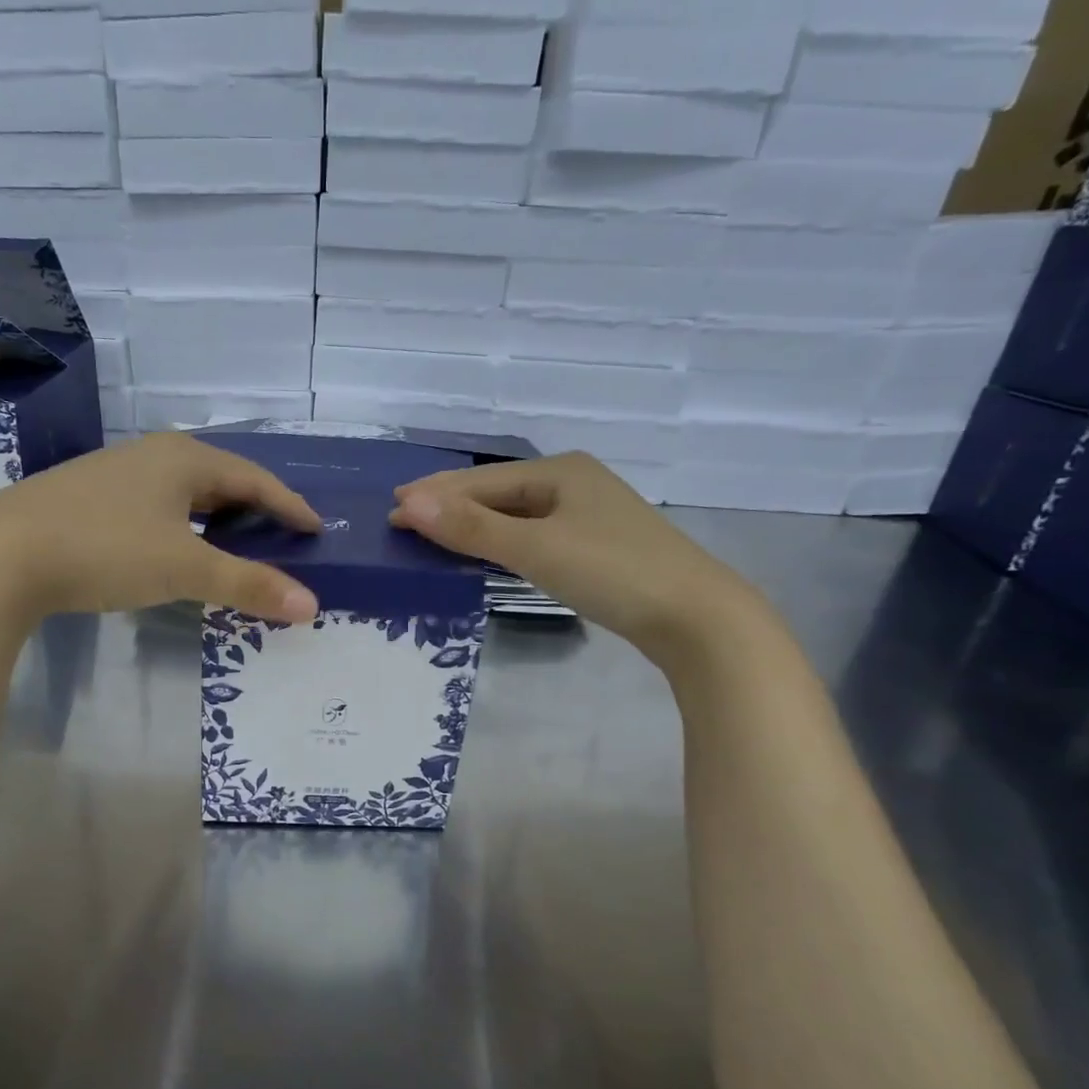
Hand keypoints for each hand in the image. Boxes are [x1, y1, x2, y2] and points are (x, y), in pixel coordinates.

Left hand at [0, 433, 322, 626]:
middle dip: (255, 508)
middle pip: (221, 478)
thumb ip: (247, 584)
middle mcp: (152, 455)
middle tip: (281, 537)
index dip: (289, 505)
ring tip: (237, 544)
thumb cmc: (105, 550)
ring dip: (217, 517)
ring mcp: (116, 473)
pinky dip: (182, 526)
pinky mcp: (89, 496)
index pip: (254, 478)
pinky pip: (156, 505)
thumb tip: (310, 606)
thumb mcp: (183, 568)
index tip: (315, 530)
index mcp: (183, 458)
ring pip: (184, 492)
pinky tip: (176, 547)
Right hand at [389, 453, 763, 662]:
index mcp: (559, 470)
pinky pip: (532, 534)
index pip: (480, 480)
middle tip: (403, 520)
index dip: (434, 495)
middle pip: (496, 492)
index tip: (390, 510)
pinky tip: (485, 552)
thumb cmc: (613, 572)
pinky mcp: (595, 546)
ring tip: (432, 536)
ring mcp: (587, 515)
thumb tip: (408, 502)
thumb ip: (471, 527)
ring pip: (514, 514)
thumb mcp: (535, 548)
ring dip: (472, 524)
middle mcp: (572, 483)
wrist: (697, 618)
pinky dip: (500, 541)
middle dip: (449, 506)